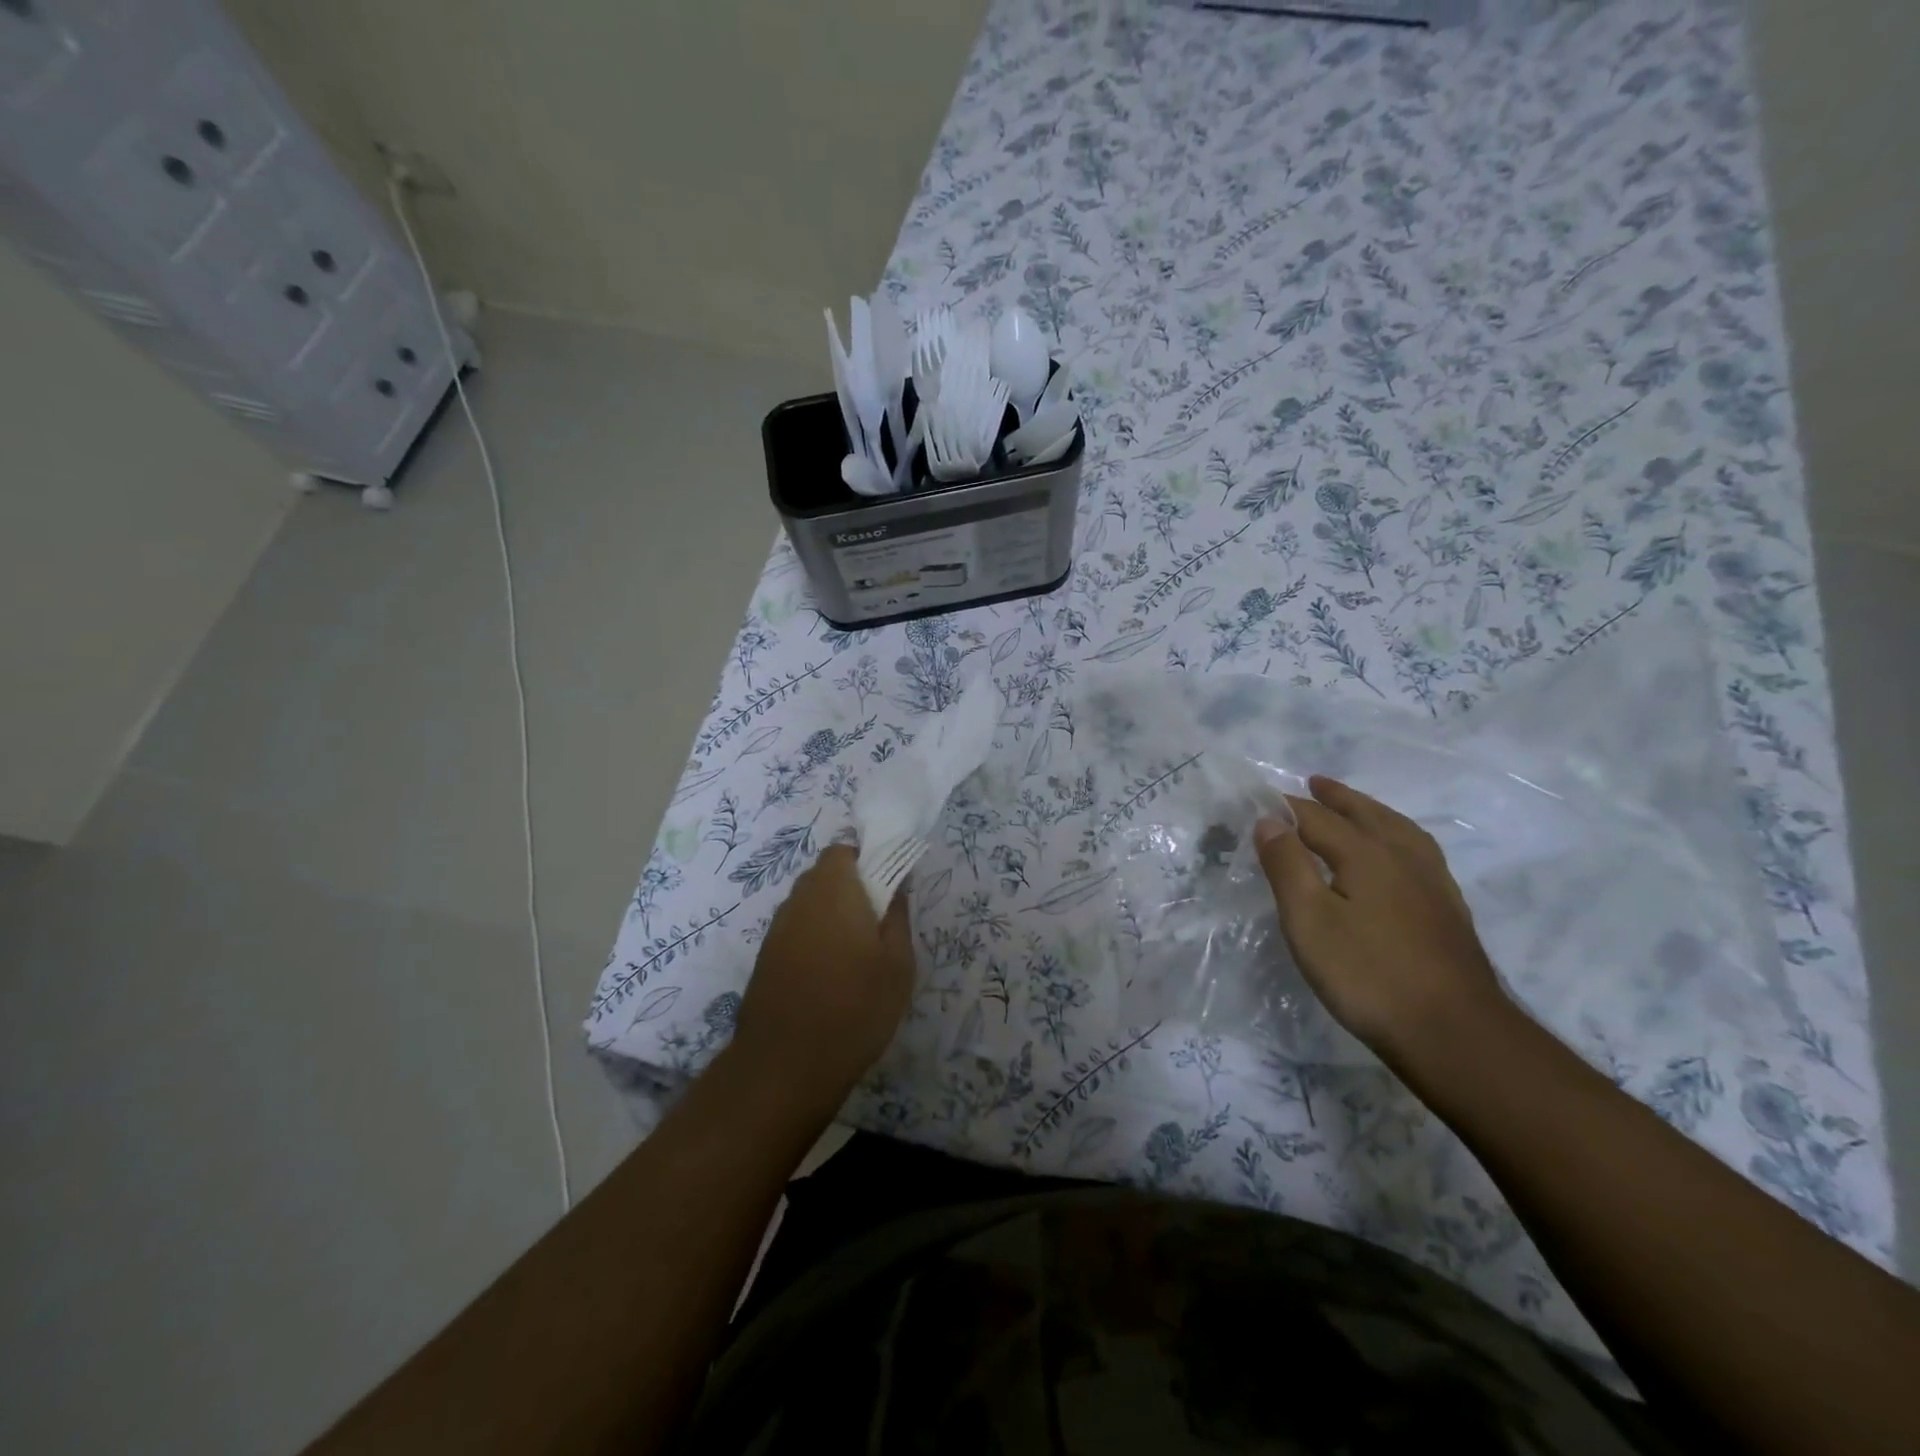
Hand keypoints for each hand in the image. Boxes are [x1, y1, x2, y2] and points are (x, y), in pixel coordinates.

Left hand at [729, 844, 914, 1110]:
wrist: (786, 1065)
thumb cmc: (855, 1007)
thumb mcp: (897, 963)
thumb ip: (897, 915)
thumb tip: (896, 883)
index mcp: (833, 890)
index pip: (843, 851)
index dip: (866, 860)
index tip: (887, 886)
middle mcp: (799, 899)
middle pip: (824, 874)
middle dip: (851, 886)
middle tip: (877, 921)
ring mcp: (777, 928)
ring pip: (808, 902)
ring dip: (831, 912)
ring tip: (855, 951)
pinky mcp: (766, 956)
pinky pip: (796, 928)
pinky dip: (814, 936)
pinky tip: (830, 972)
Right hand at [1253, 775, 1506, 1063]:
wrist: (1455, 1033)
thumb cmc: (1368, 974)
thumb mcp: (1309, 920)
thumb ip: (1287, 866)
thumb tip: (1268, 820)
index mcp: (1366, 854)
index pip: (1318, 819)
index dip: (1289, 807)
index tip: (1264, 798)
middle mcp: (1403, 858)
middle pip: (1366, 815)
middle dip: (1337, 798)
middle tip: (1315, 783)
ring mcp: (1433, 884)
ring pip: (1400, 831)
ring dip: (1373, 812)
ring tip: (1360, 808)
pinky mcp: (1449, 911)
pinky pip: (1420, 853)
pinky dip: (1400, 837)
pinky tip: (1400, 857)